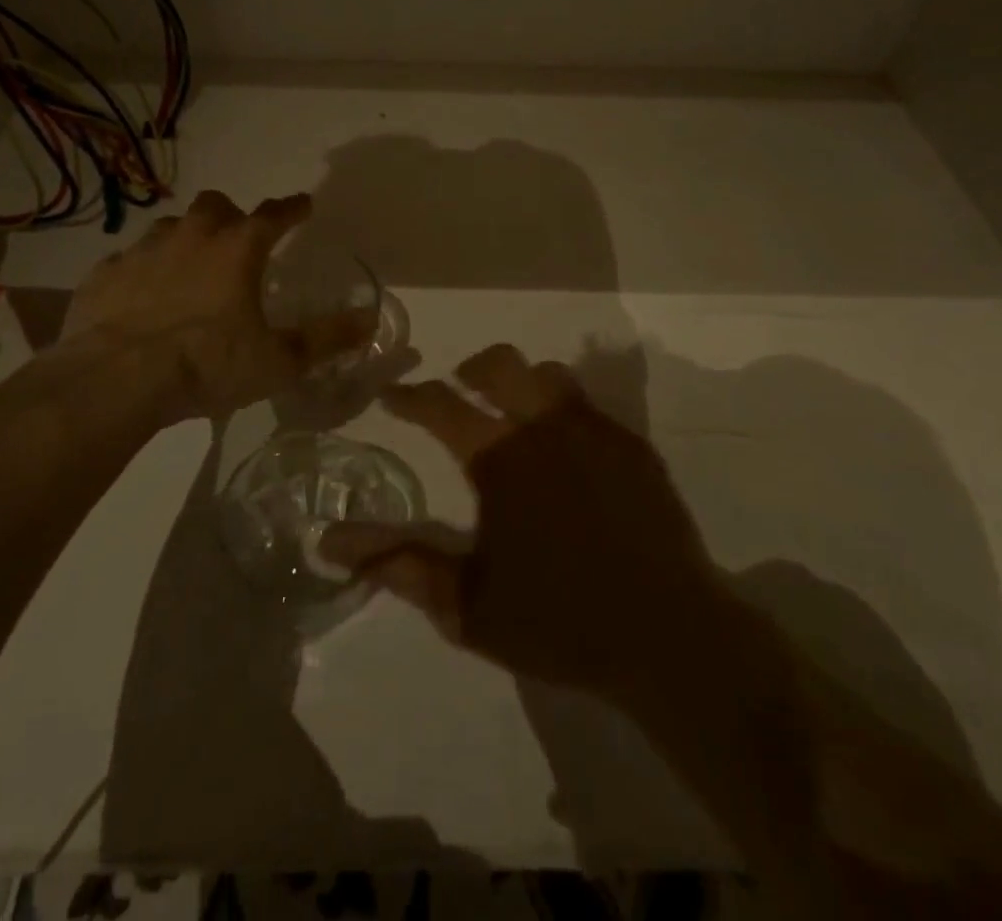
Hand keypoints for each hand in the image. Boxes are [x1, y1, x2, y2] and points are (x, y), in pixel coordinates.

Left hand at [47, 190, 369, 424]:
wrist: (114, 381)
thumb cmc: (206, 364)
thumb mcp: (277, 360)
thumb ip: (325, 339)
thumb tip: (368, 321)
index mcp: (237, 249)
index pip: (274, 214)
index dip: (292, 208)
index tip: (303, 205)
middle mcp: (191, 237)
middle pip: (215, 206)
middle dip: (231, 215)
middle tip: (238, 239)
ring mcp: (142, 251)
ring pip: (170, 228)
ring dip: (185, 239)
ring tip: (190, 268)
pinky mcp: (104, 274)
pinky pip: (128, 260)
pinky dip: (142, 271)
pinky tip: (142, 296)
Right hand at [323, 344, 716, 702]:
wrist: (668, 636)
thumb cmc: (559, 621)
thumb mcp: (466, 605)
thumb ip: (400, 565)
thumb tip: (332, 542)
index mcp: (500, 459)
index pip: (441, 406)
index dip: (410, 396)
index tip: (392, 396)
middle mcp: (544, 428)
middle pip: (499, 364)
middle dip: (470, 368)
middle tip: (458, 388)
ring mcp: (594, 432)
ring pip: (549, 375)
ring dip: (521, 383)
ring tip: (513, 412)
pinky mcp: (633, 446)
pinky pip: (588, 405)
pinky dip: (563, 410)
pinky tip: (565, 447)